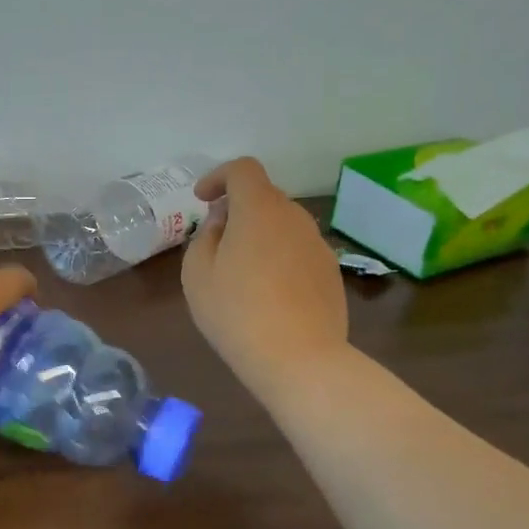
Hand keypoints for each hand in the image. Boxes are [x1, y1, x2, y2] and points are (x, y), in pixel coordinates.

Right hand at [181, 157, 348, 393]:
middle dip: (237, 209)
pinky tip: (266, 293)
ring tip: (239, 271)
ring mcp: (318, 245)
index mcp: (259, 210)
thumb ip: (205, 236)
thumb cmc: (236, 312)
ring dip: (259, 234)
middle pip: (264, 196)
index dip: (218, 176)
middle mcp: (294, 217)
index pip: (243, 169)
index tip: (201, 200)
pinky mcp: (331, 272)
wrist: (299, 359)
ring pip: (283, 224)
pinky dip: (278, 257)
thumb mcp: (197, 273)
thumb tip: (223, 221)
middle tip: (215, 241)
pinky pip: (297, 250)